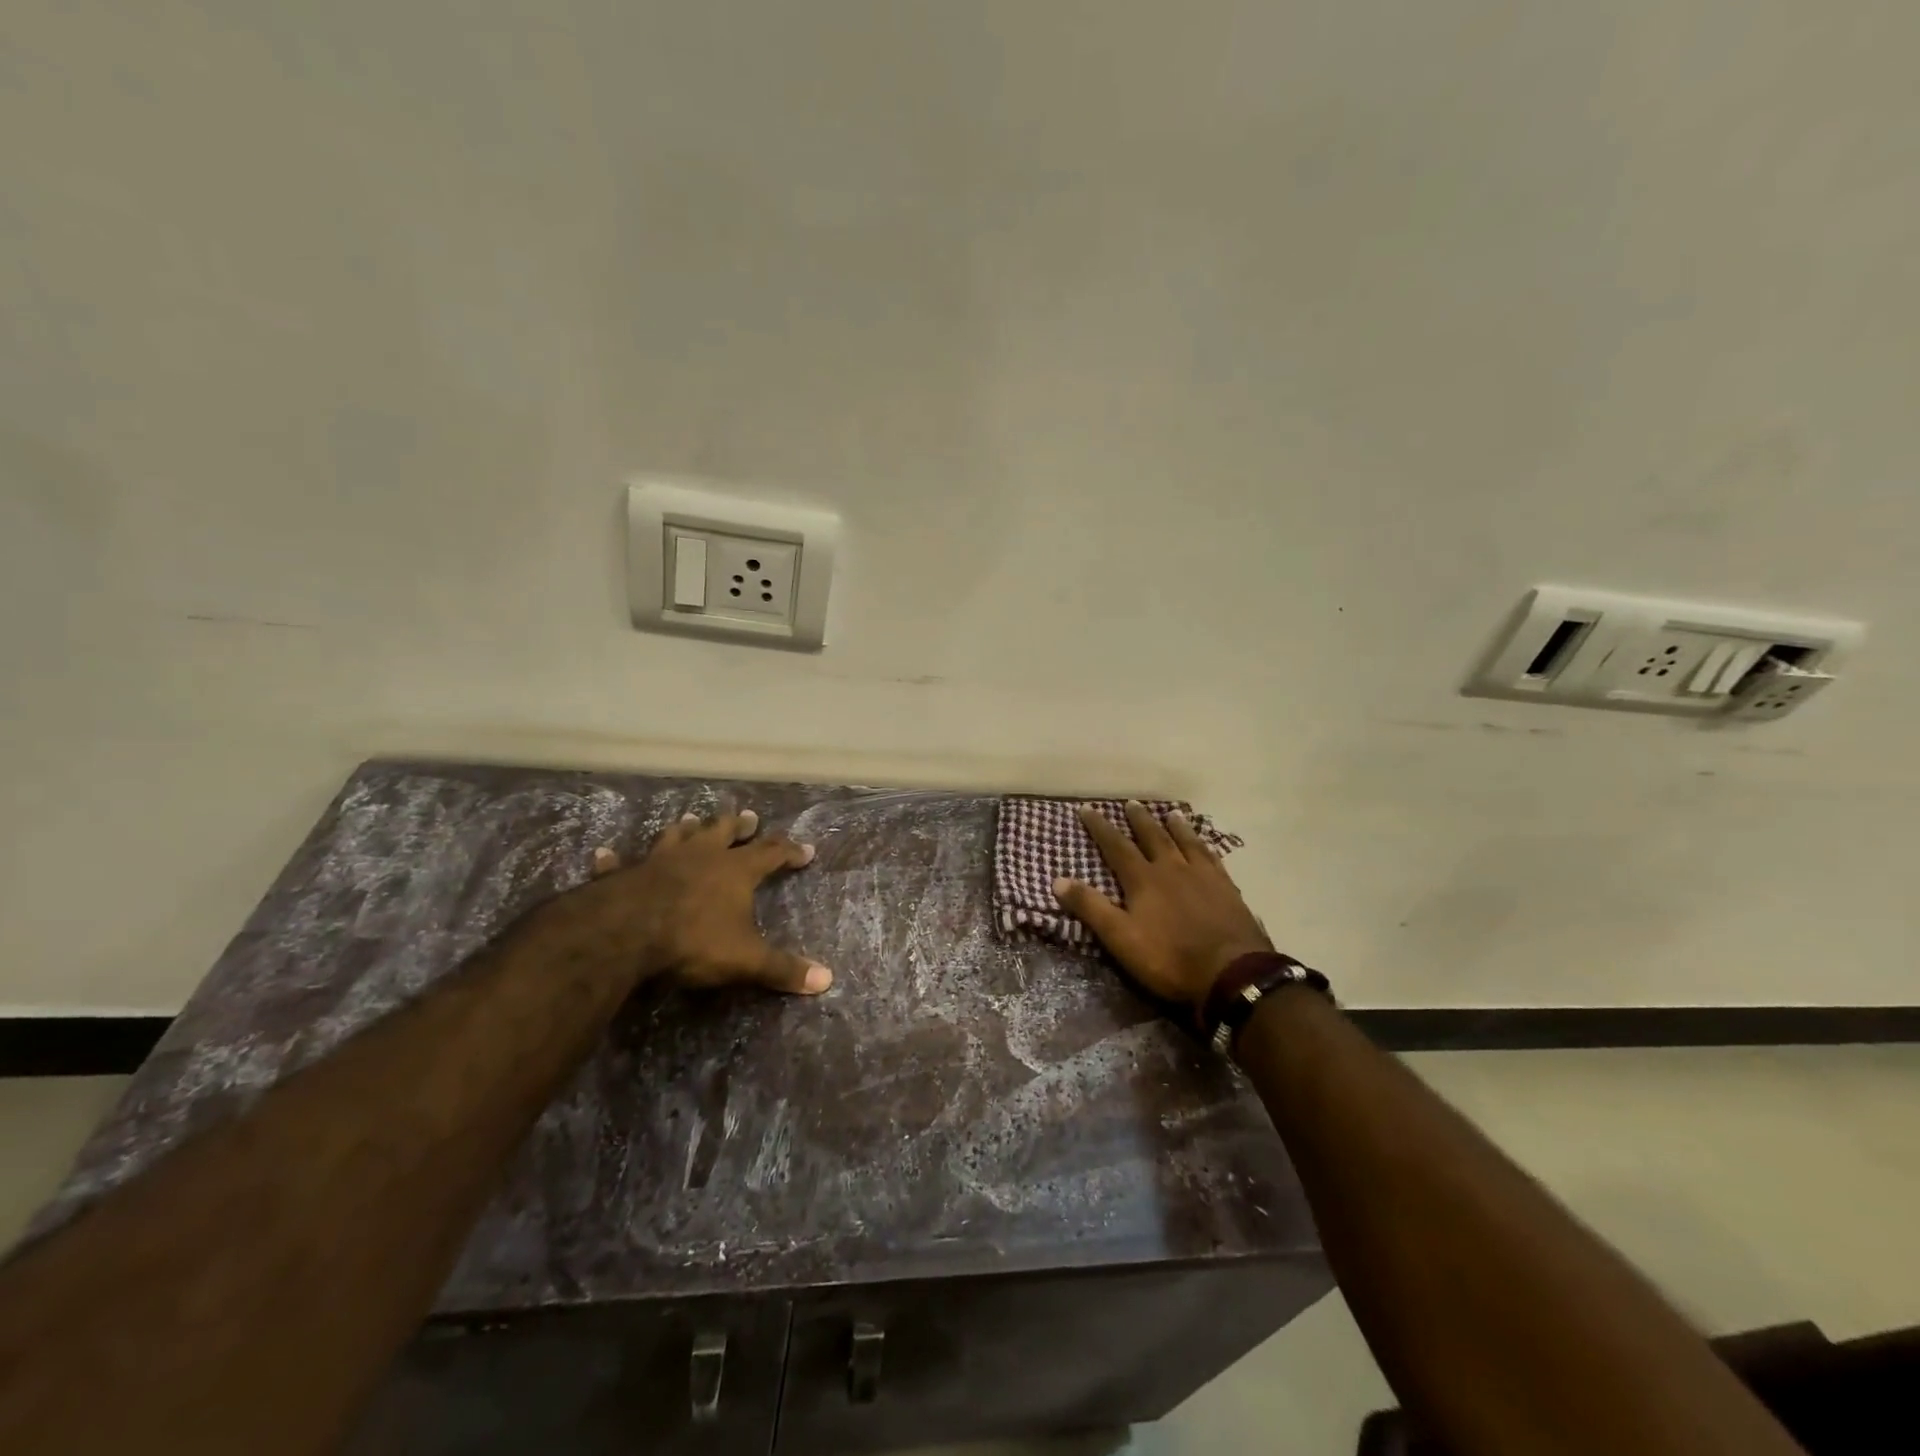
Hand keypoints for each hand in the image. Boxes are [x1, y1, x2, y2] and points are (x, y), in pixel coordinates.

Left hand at [549, 809, 831, 994]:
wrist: (626, 932)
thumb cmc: (694, 940)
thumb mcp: (746, 959)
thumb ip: (783, 969)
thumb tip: (827, 981)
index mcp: (735, 870)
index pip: (772, 853)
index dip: (790, 851)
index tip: (806, 851)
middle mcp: (701, 856)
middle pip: (725, 831)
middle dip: (740, 825)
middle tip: (750, 817)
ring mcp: (660, 860)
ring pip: (678, 835)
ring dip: (687, 828)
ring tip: (692, 820)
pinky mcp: (625, 874)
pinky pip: (620, 863)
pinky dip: (614, 859)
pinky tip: (605, 853)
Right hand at [1052, 801, 1270, 1010]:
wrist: (1232, 972)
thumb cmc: (1169, 957)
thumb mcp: (1120, 937)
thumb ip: (1091, 908)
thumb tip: (1058, 879)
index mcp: (1144, 879)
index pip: (1116, 846)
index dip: (1100, 828)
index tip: (1087, 808)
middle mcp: (1173, 868)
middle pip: (1153, 837)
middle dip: (1139, 820)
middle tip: (1131, 803)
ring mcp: (1203, 876)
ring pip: (1186, 842)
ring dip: (1176, 827)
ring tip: (1171, 813)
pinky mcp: (1228, 889)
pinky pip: (1213, 858)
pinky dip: (1206, 845)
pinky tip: (1207, 844)